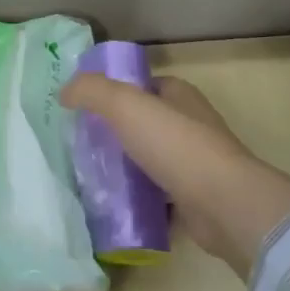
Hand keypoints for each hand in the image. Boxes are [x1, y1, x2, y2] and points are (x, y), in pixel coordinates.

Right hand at [59, 72, 289, 277]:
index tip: (85, 108)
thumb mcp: (126, 105)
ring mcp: (195, 163)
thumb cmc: (176, 145)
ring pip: (149, 159)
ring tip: (89, 174)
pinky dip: (138, 198)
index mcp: (180, 96)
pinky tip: (113, 204)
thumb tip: (65, 92)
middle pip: (144, 123)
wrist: (224, 205)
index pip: (143, 86)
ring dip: (124, 166)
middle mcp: (190, 125)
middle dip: (115, 131)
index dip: (115, 92)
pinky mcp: (194, 198)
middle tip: (81, 144)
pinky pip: (157, 194)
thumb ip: (91, 91)